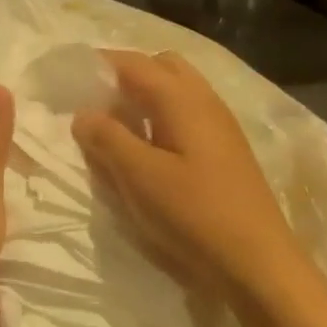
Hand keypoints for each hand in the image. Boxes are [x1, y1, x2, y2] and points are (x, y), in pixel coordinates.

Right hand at [72, 50, 301, 305]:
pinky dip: (161, 118)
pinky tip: (148, 151)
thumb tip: (83, 114)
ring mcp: (220, 125)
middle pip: (160, 66)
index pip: (132, 62)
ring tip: (116, 129)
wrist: (259, 263)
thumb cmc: (195, 215)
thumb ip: (107, 139)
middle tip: (96, 105)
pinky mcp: (225, 150)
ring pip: (176, 90)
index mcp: (181, 99)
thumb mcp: (140, 177)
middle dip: (125, 75)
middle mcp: (204, 100)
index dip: (97, 64)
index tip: (68, 78)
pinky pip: (186, 115)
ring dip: (144, 98)